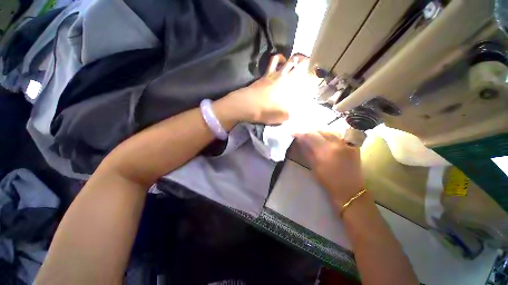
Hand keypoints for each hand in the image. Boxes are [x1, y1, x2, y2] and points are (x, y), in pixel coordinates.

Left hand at [221, 54, 319, 124]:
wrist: (248, 105)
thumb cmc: (266, 112)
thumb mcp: (283, 116)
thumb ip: (294, 112)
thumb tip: (303, 109)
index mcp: (293, 90)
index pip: (308, 80)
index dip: (315, 78)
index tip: (318, 78)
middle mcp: (287, 79)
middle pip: (301, 65)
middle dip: (309, 63)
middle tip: (312, 64)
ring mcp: (276, 74)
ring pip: (290, 60)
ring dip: (296, 58)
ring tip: (300, 59)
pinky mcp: (266, 74)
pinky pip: (274, 60)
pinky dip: (279, 58)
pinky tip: (281, 59)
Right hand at [296, 131, 364, 206]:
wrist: (350, 191)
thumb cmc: (329, 182)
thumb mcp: (314, 167)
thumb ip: (307, 151)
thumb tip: (300, 141)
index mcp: (325, 151)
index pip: (310, 136)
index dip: (301, 133)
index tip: (294, 133)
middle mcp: (337, 143)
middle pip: (320, 131)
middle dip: (309, 131)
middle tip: (302, 134)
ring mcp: (346, 143)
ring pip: (329, 131)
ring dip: (319, 132)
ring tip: (313, 135)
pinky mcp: (353, 146)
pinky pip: (339, 135)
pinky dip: (330, 134)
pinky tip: (326, 138)